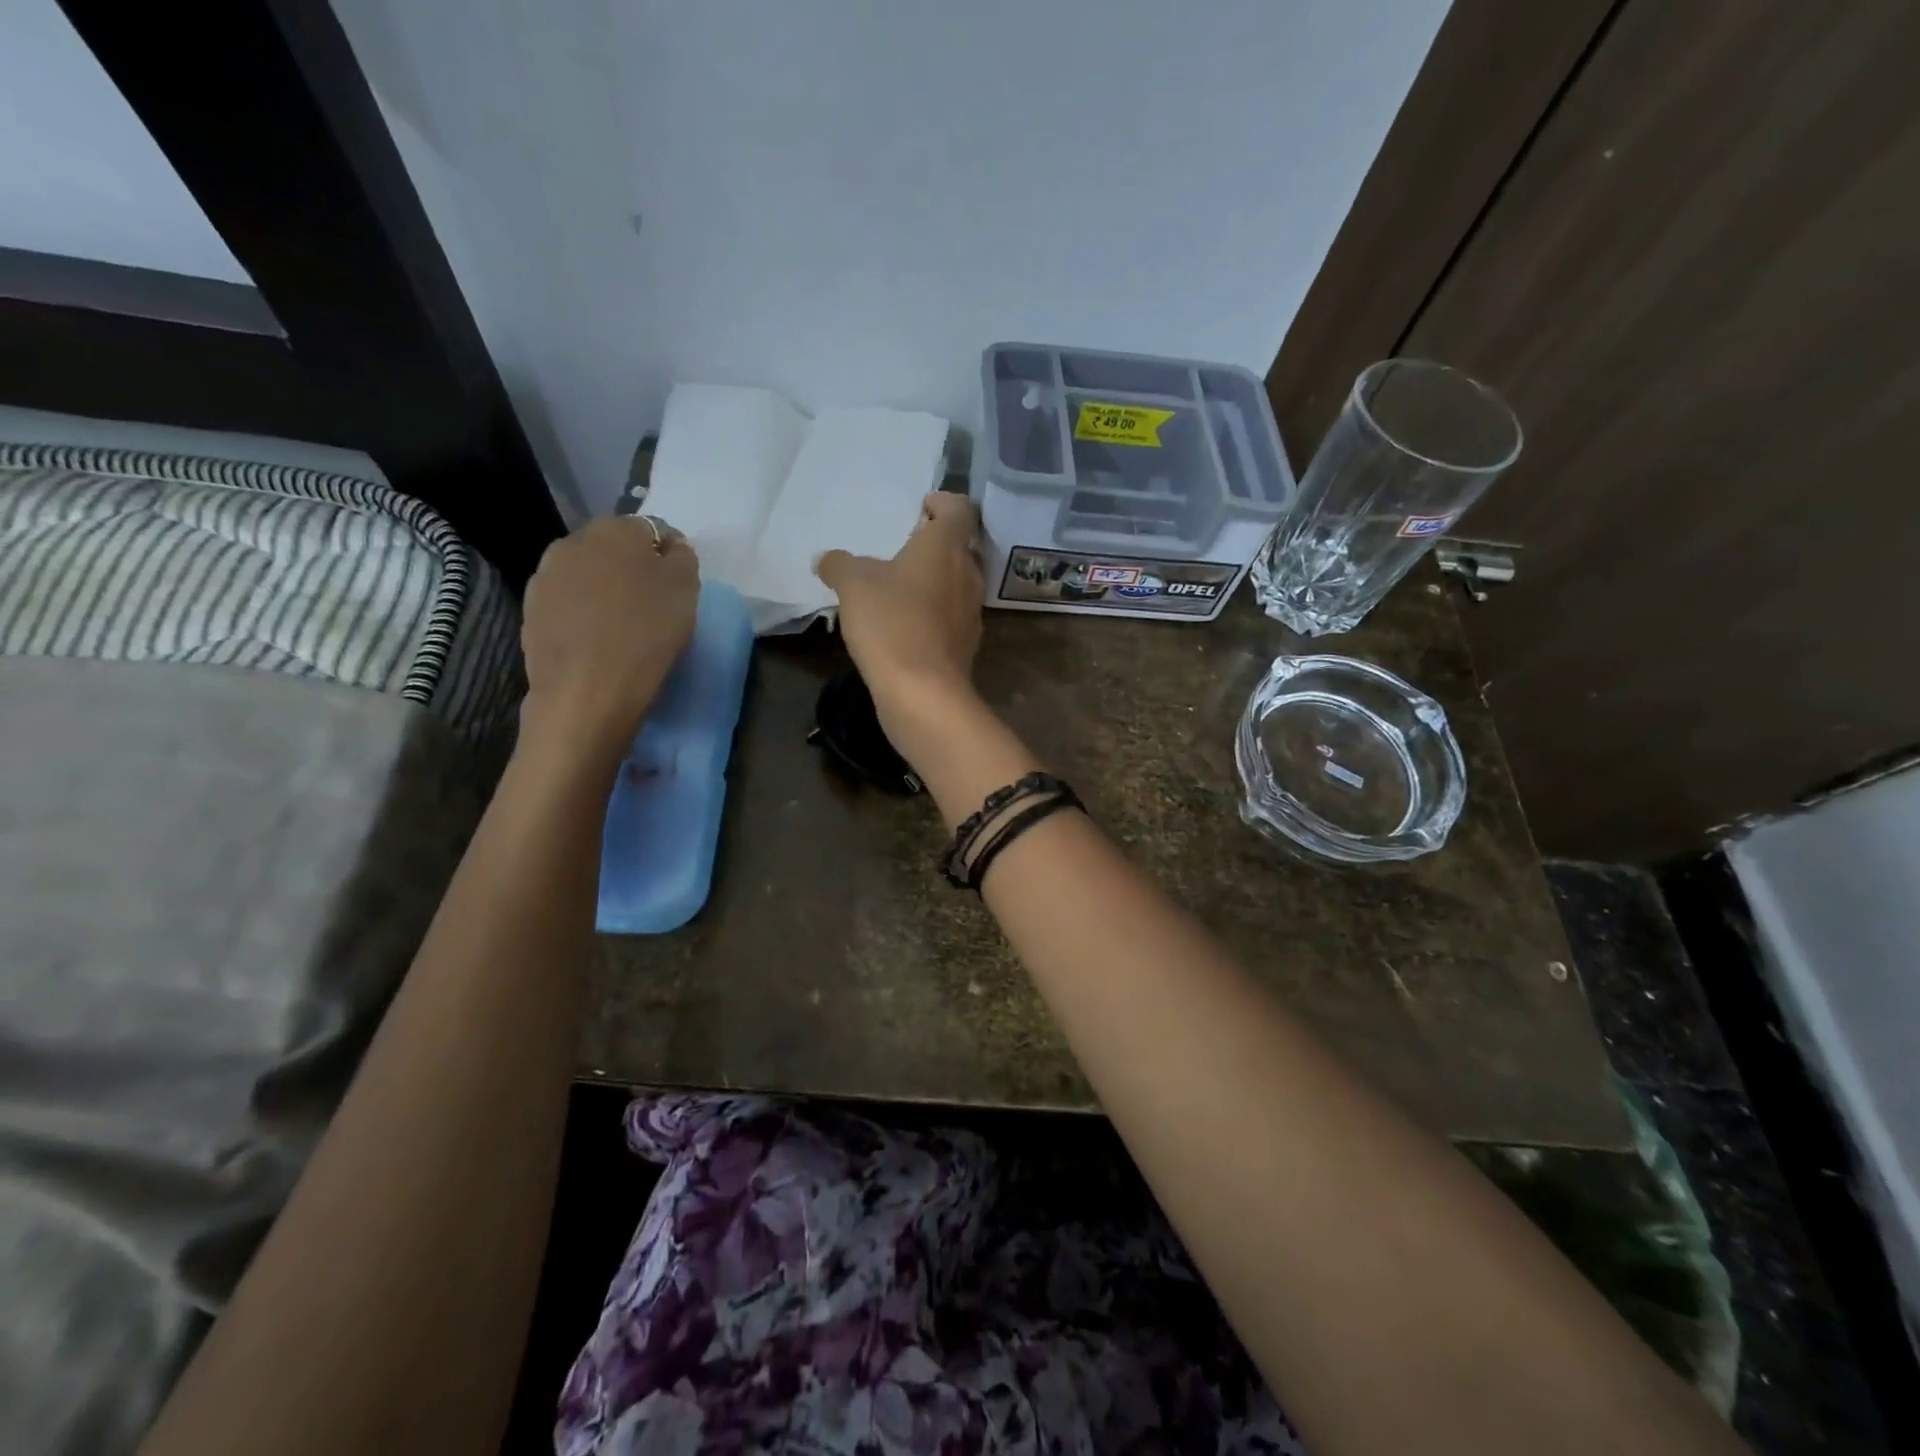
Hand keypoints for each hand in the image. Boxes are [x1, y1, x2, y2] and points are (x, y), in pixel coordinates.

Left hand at [520, 515, 698, 753]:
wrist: (586, 690)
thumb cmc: (646, 635)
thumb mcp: (686, 591)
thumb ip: (681, 558)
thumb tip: (670, 547)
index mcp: (616, 530)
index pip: (652, 529)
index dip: (669, 555)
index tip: (680, 584)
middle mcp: (574, 541)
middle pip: (614, 548)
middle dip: (633, 568)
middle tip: (652, 603)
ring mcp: (546, 575)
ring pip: (587, 574)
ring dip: (605, 589)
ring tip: (622, 623)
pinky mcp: (531, 610)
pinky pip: (568, 602)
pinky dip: (583, 613)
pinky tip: (596, 639)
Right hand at [816, 492, 984, 726]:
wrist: (923, 692)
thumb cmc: (891, 623)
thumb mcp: (852, 585)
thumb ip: (839, 564)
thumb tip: (826, 559)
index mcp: (947, 546)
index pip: (960, 509)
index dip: (943, 503)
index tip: (922, 508)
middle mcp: (968, 573)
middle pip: (963, 546)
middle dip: (939, 543)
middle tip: (909, 546)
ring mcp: (972, 611)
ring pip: (959, 582)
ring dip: (937, 579)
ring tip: (903, 586)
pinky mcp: (967, 644)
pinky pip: (953, 615)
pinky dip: (935, 612)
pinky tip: (908, 624)